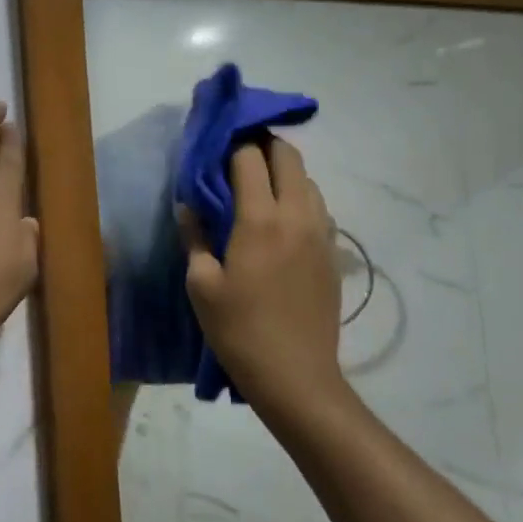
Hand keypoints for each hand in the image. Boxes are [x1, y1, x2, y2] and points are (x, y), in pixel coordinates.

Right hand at [180, 139, 345, 417]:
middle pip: (289, 157)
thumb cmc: (239, 331)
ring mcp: (321, 233)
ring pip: (309, 181)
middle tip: (239, 160)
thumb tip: (188, 205)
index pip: (249, 157)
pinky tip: (282, 223)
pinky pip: (319, 209)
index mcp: (260, 219)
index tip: (215, 150)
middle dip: (263, 147)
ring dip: (285, 173)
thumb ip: (195, 237)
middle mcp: (297, 215)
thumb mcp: (202, 285)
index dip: (231, 146)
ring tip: (260, 190)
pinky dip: (300, 200)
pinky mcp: (333, 253)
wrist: (295, 375)